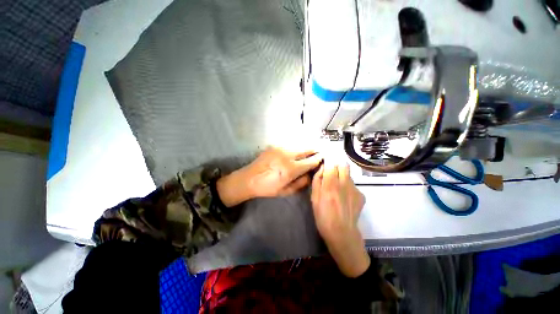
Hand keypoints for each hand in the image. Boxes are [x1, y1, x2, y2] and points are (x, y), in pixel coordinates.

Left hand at [216, 147, 321, 206]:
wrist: (249, 179)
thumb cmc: (268, 188)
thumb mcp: (286, 191)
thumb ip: (302, 183)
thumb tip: (311, 174)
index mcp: (291, 169)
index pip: (311, 161)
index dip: (318, 159)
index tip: (323, 158)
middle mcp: (287, 155)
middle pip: (307, 149)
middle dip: (315, 150)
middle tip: (319, 152)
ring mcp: (280, 148)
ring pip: (299, 145)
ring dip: (306, 148)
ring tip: (309, 152)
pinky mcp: (274, 146)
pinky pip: (290, 145)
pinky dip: (296, 147)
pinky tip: (296, 152)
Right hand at [311, 161, 369, 277]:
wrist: (342, 233)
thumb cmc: (323, 216)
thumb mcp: (314, 198)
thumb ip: (317, 180)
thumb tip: (322, 168)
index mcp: (330, 184)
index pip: (331, 164)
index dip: (327, 164)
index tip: (324, 168)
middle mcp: (344, 184)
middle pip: (343, 165)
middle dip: (337, 167)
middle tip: (332, 175)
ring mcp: (355, 189)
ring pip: (349, 175)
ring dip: (343, 177)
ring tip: (338, 190)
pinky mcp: (361, 195)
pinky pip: (353, 185)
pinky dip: (348, 187)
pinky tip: (345, 198)